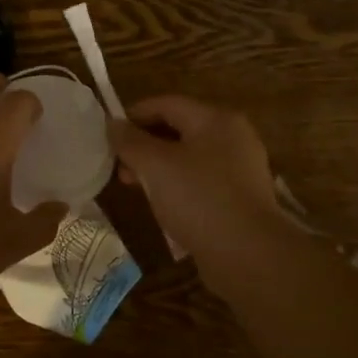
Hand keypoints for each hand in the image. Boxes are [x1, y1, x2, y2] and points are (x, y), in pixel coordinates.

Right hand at [108, 96, 295, 263]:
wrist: (248, 254)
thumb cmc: (199, 198)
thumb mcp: (155, 165)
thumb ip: (130, 141)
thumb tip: (113, 124)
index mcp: (216, 119)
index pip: (167, 104)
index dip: (134, 115)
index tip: (108, 134)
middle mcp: (233, 137)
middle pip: (180, 129)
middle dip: (145, 145)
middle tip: (119, 166)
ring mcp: (241, 169)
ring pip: (190, 158)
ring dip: (159, 168)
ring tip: (135, 187)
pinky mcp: (241, 198)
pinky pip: (202, 182)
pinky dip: (178, 186)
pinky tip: (163, 206)